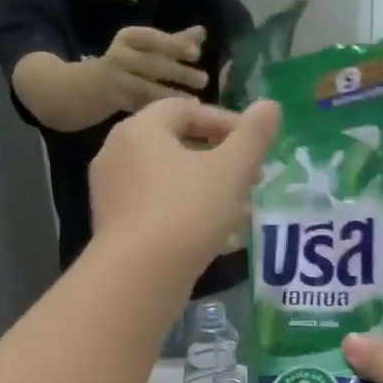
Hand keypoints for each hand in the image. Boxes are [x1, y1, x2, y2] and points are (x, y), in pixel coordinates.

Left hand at [90, 97, 280, 278]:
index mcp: (140, 130)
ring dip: (207, 191)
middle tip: (252, 179)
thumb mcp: (231, 171)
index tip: (255, 146)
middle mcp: (117, 155)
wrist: (139, 276)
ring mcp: (112, 195)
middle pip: (177, 146)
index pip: (186, 110)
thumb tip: (271, 105)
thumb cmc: (186, 212)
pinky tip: (216, 238)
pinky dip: (187, 215)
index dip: (226, 122)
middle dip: (220, 161)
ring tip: (241, 212)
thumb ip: (253, 137)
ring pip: (169, 182)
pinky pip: (157, 211)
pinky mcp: (115, 229)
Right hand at [99, 25, 210, 112]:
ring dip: (172, 95)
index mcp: (128, 38)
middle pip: (151, 64)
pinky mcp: (118, 104)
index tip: (196, 53)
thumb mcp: (146, 47)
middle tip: (203, 80)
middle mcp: (120, 57)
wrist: (90, 87)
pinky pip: (143, 107)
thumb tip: (202, 32)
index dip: (173, 44)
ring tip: (195, 101)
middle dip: (179, 72)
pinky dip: (161, 111)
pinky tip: (180, 117)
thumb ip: (174, 41)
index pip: (151, 38)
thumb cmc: (128, 63)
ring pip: (146, 89)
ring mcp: (117, 82)